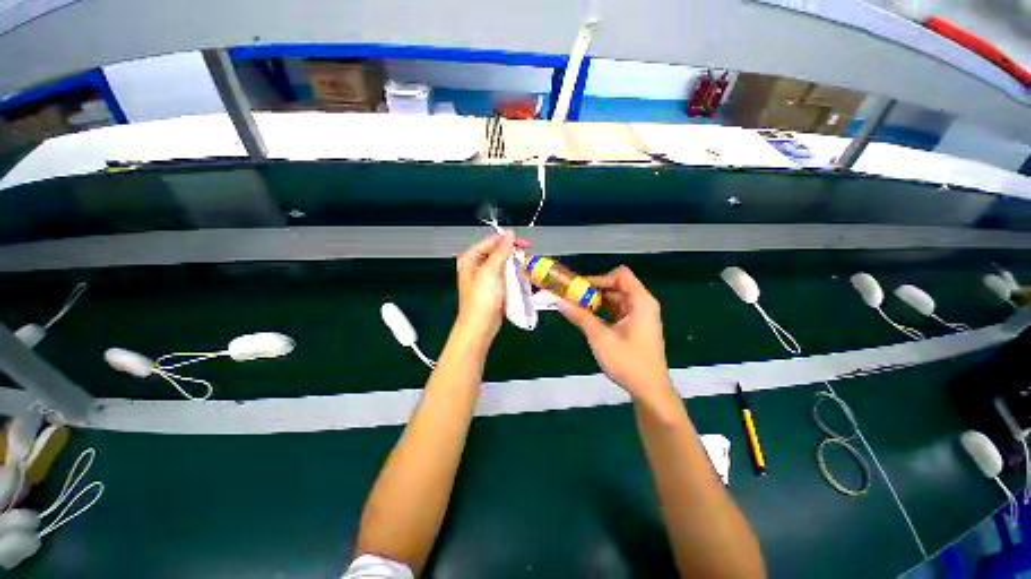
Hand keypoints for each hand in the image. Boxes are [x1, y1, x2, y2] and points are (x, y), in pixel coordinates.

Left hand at [455, 232, 527, 342]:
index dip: (508, 241)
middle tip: (528, 255)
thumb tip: (509, 234)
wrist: (480, 327)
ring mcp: (486, 278)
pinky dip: (514, 276)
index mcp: (471, 259)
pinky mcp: (494, 288)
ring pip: (504, 265)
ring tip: (527, 267)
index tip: (524, 243)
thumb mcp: (490, 272)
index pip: (491, 242)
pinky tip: (523, 278)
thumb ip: (500, 252)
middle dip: (514, 254)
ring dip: (516, 265)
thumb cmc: (481, 300)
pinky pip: (506, 277)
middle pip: (498, 252)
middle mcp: (477, 266)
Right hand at [559, 266, 674, 405]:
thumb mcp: (600, 338)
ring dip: (597, 302)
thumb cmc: (628, 362)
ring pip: (616, 299)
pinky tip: (588, 319)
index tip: (581, 289)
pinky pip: (617, 311)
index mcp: (641, 302)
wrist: (649, 390)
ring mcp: (640, 316)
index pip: (621, 275)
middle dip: (594, 291)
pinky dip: (603, 312)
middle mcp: (643, 304)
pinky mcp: (636, 326)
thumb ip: (580, 317)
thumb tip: (560, 302)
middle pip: (617, 286)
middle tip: (573, 298)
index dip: (600, 279)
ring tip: (576, 308)